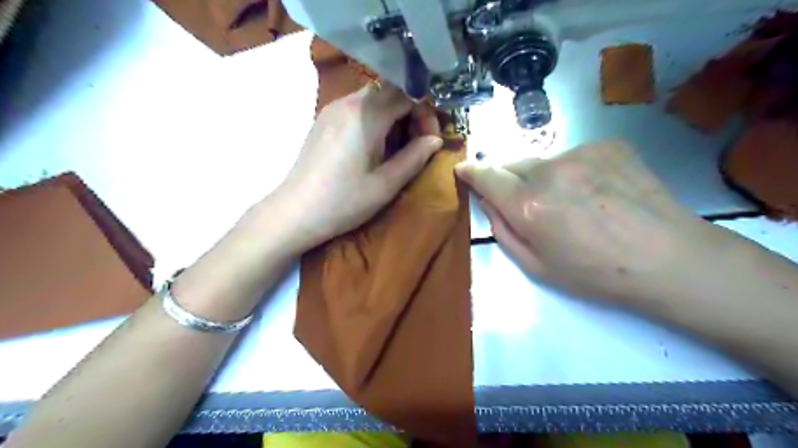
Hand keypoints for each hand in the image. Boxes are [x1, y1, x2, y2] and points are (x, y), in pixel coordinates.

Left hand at [277, 83, 442, 249]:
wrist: (295, 212)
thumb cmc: (344, 201)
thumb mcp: (386, 184)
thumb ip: (415, 157)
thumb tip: (435, 140)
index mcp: (366, 114)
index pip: (407, 93)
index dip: (425, 113)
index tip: (430, 139)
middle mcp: (349, 102)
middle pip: (391, 91)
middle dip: (411, 113)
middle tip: (417, 143)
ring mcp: (333, 109)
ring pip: (374, 99)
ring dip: (393, 117)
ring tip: (397, 148)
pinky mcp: (324, 120)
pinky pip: (358, 108)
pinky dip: (375, 121)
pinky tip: (374, 148)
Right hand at [456, 139, 717, 304]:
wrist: (669, 259)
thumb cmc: (595, 273)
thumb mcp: (537, 267)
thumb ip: (503, 230)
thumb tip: (489, 201)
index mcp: (529, 205)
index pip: (487, 176)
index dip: (471, 172)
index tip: (463, 169)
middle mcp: (550, 171)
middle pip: (513, 164)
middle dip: (509, 179)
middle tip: (527, 202)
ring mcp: (581, 153)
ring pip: (545, 161)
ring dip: (545, 177)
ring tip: (573, 202)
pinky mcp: (608, 145)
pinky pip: (575, 156)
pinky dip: (575, 171)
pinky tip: (599, 192)